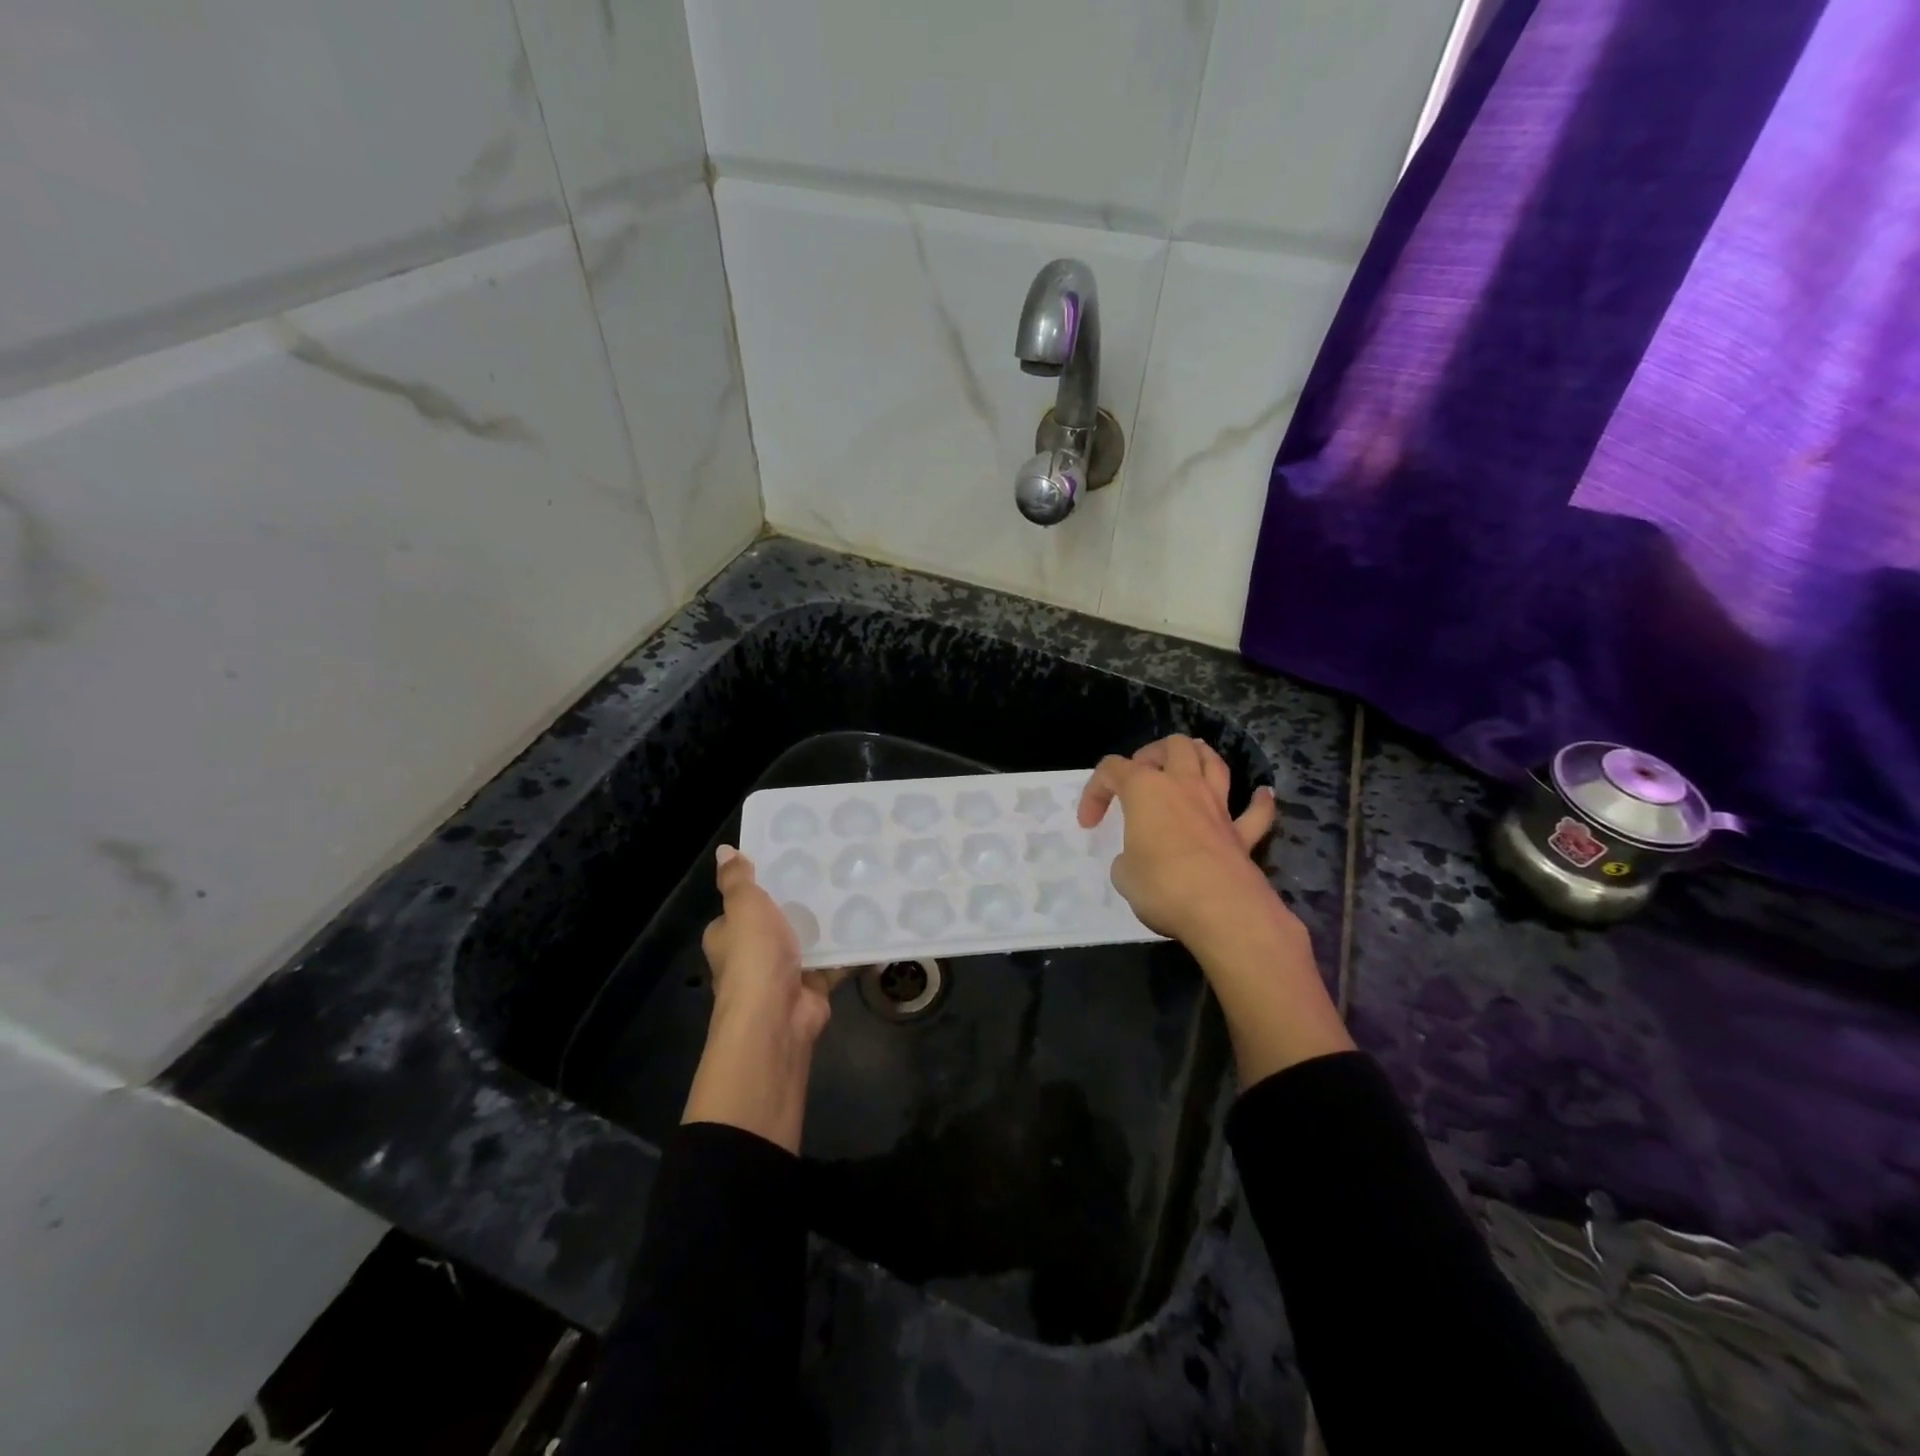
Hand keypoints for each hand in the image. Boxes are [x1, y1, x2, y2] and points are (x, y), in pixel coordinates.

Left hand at [682, 847, 847, 1152]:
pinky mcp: (812, 987)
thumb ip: (737, 880)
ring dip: (826, 923)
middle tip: (830, 868)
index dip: (761, 884)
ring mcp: (783, 973)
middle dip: (800, 901)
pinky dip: (850, 949)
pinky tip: (871, 924)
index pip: (742, 903)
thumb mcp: (744, 907)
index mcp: (729, 934)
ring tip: (855, 887)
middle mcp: (752, 955)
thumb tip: (724, 850)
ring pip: (808, 940)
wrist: (776, 1019)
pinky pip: (834, 961)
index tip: (789, 858)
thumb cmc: (754, 958)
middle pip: (778, 920)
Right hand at [1077, 734, 1277, 945]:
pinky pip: (1255, 811)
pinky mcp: (1243, 835)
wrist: (1222, 911)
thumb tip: (1140, 858)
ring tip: (1187, 769)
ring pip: (1213, 762)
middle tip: (1140, 778)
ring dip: (1199, 758)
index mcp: (1145, 790)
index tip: (1089, 823)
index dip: (1095, 791)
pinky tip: (1260, 795)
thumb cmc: (1162, 886)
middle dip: (1153, 754)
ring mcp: (1218, 807)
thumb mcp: (1123, 874)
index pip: (1112, 769)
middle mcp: (1183, 786)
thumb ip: (1129, 856)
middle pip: (1173, 746)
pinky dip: (1257, 802)